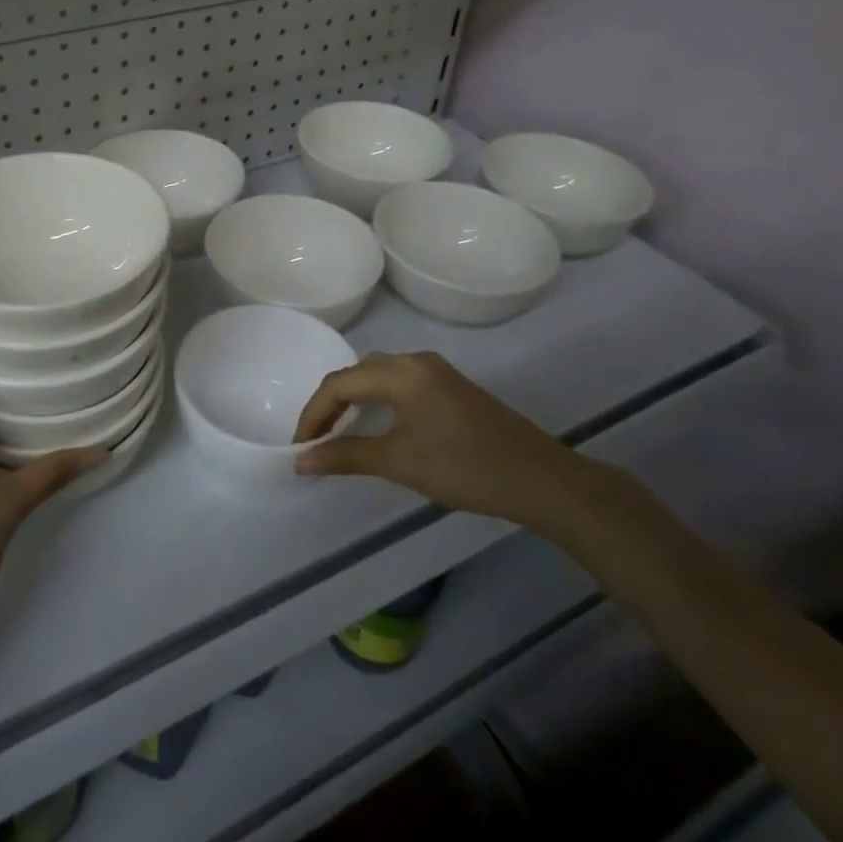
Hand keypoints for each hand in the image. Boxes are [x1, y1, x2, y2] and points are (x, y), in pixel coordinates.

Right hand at [292, 351, 597, 531]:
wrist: (541, 480)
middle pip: (358, 373)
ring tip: (339, 434)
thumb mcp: (399, 462)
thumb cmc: (464, 467)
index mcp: (401, 371)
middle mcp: (416, 361)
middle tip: (316, 439)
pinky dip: (378, 402)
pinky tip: (379, 427)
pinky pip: (401, 385)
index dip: (313, 414)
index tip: (300, 448)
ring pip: (380, 376)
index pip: (339, 383)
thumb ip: (345, 456)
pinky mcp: (453, 389)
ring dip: (355, 401)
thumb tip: (301, 460)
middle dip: (331, 404)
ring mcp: (438, 373)